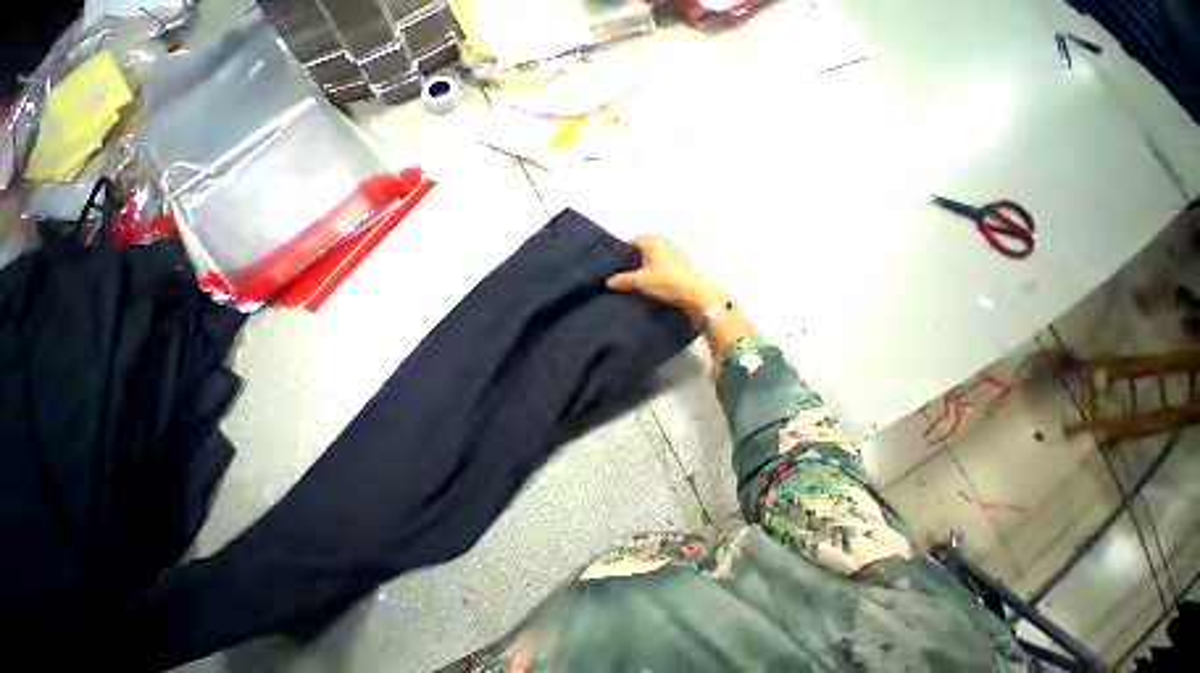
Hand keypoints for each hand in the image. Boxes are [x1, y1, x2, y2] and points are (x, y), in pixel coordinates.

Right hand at [606, 235, 726, 320]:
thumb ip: (622, 280)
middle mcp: (664, 242)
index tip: (616, 264)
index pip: (633, 240)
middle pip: (644, 247)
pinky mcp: (683, 264)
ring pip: (655, 255)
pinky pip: (664, 263)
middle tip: (624, 272)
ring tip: (637, 279)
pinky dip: (656, 270)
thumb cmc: (665, 281)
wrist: (695, 293)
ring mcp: (675, 252)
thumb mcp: (640, 281)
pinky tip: (653, 283)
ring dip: (646, 264)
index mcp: (652, 240)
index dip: (623, 250)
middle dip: (634, 258)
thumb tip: (608, 281)